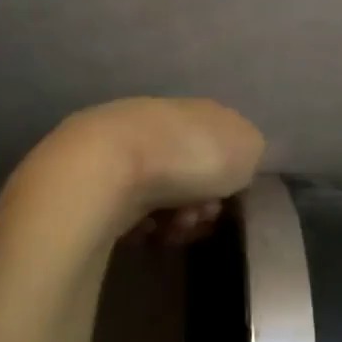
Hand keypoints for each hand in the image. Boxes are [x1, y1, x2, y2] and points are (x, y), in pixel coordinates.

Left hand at [1, 97, 265, 246]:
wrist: (106, 169)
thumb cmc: (190, 156)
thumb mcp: (249, 148)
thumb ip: (250, 153)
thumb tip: (235, 163)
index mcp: (198, 110)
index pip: (223, 144)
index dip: (232, 177)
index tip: (231, 197)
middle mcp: (158, 122)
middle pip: (192, 173)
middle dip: (202, 202)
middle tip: (200, 217)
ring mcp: (120, 150)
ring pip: (162, 195)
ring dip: (176, 219)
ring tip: (172, 230)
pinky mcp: (90, 182)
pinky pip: (129, 211)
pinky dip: (143, 226)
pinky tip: (146, 231)